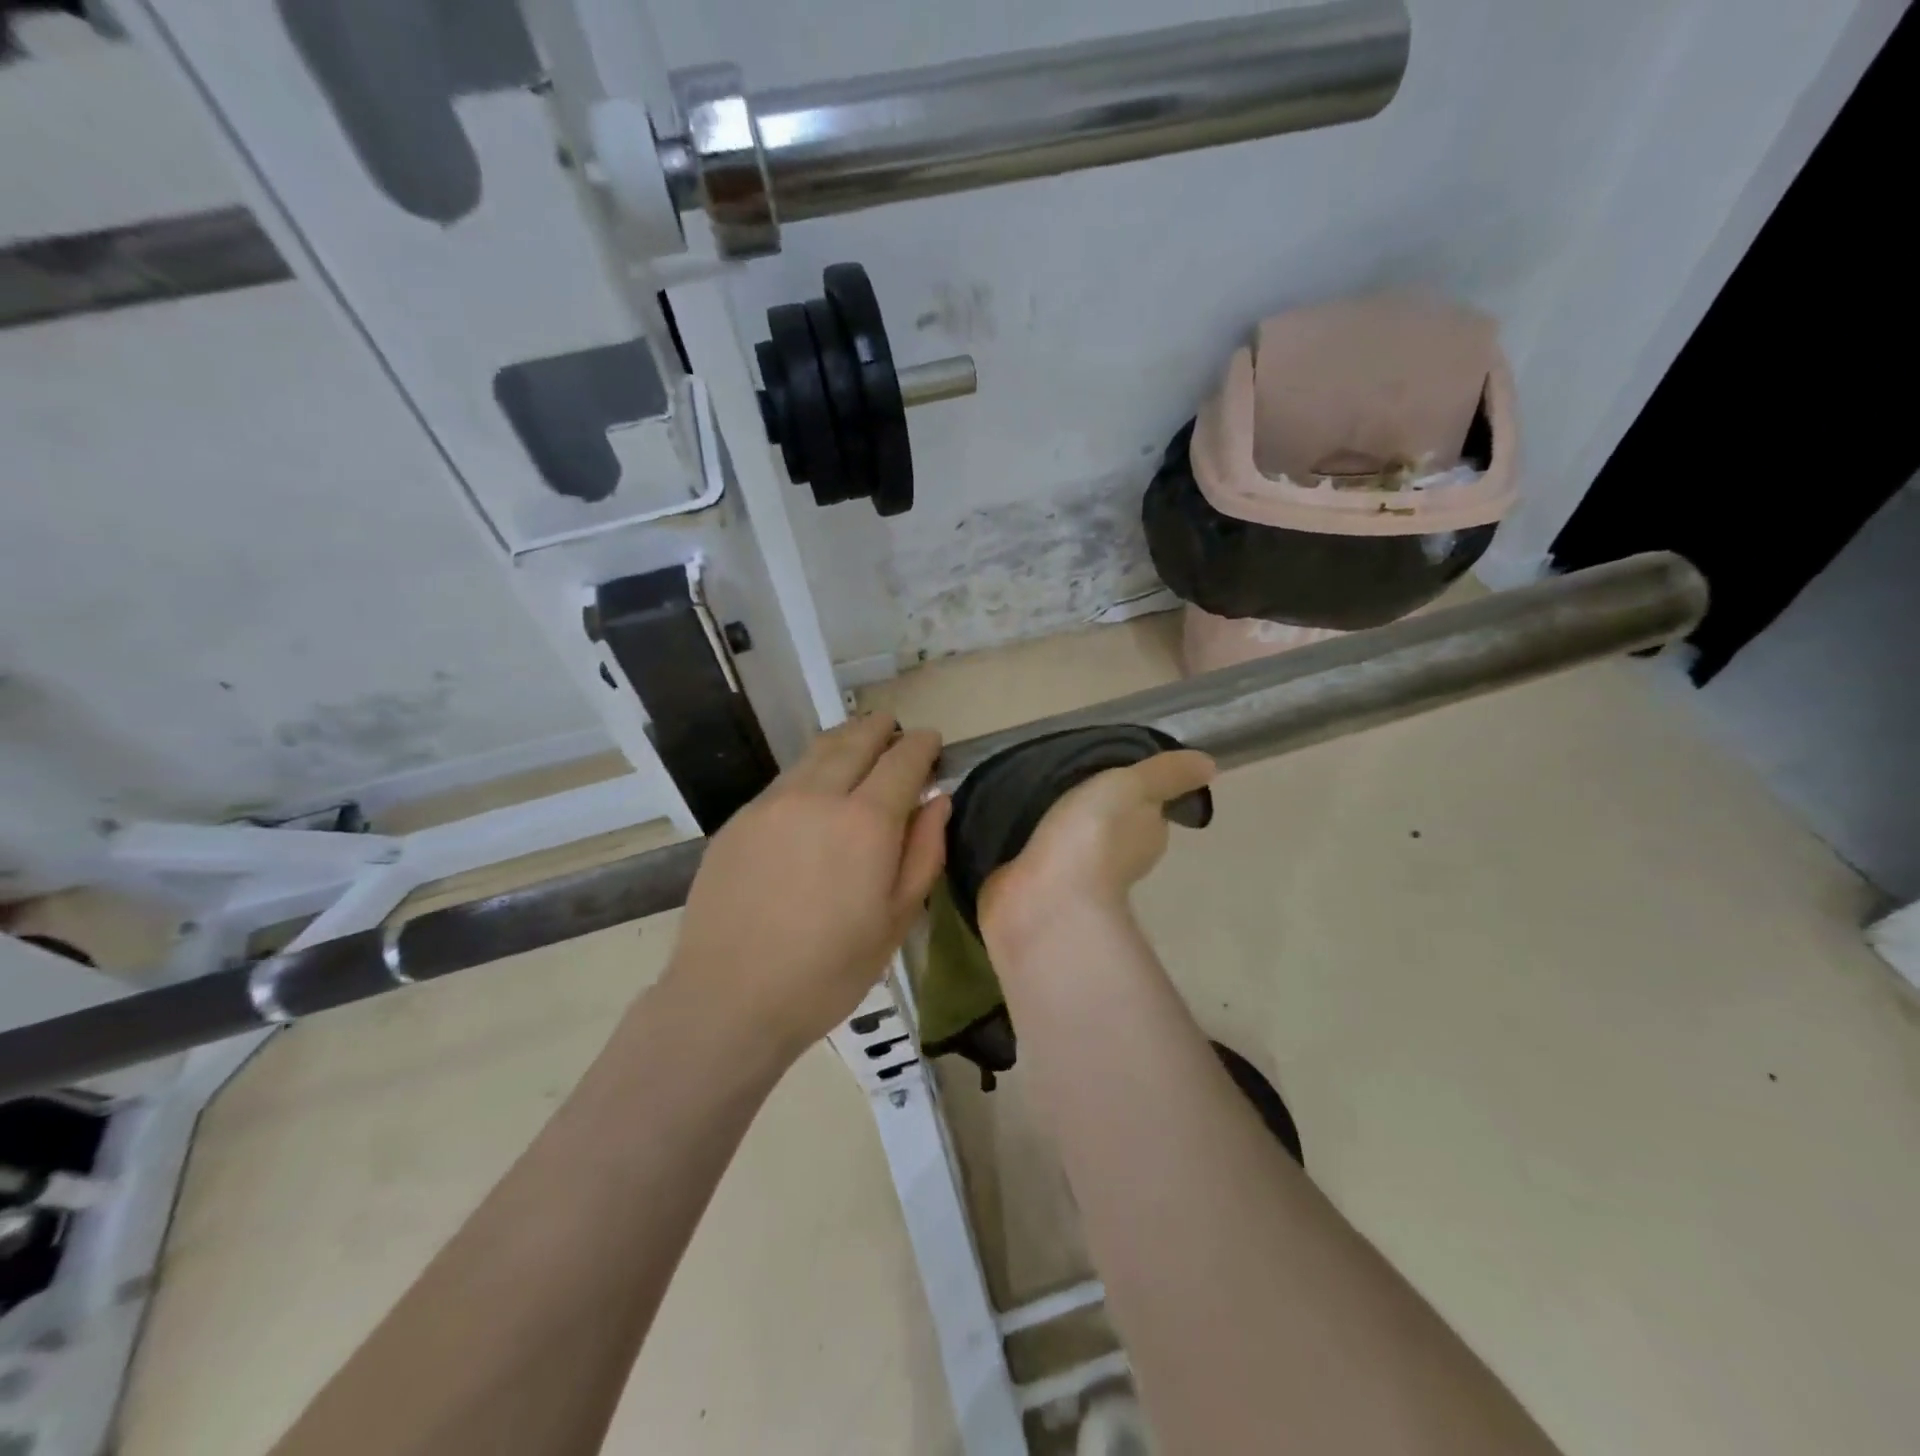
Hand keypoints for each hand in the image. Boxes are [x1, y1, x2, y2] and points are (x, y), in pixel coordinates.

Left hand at [665, 713, 950, 1057]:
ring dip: (844, 740)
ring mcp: (771, 804)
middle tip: (895, 729)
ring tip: (859, 742)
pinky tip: (815, 786)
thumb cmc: (828, 971)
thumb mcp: (896, 920)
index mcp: (865, 822)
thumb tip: (938, 801)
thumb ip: (923, 853)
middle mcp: (817, 797)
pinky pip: (785, 779)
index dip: (921, 745)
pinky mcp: (739, 820)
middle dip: (880, 729)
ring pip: (815, 752)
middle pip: (855, 741)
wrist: (729, 998)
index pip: (902, 761)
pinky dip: (811, 768)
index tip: (931, 742)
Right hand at [978, 750, 1215, 940]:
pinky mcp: (1042, 889)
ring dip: (1066, 832)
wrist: (1047, 898)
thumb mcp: (1134, 787)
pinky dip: (1039, 849)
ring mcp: (1079, 880)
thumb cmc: (1096, 836)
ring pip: (1078, 847)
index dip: (1139, 795)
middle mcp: (1121, 862)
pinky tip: (1024, 831)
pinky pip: (1043, 861)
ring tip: (1043, 802)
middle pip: (1115, 831)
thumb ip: (1166, 774)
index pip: (1150, 813)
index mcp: (1147, 837)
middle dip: (1098, 813)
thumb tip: (1210, 764)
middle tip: (1073, 783)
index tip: (1117, 775)